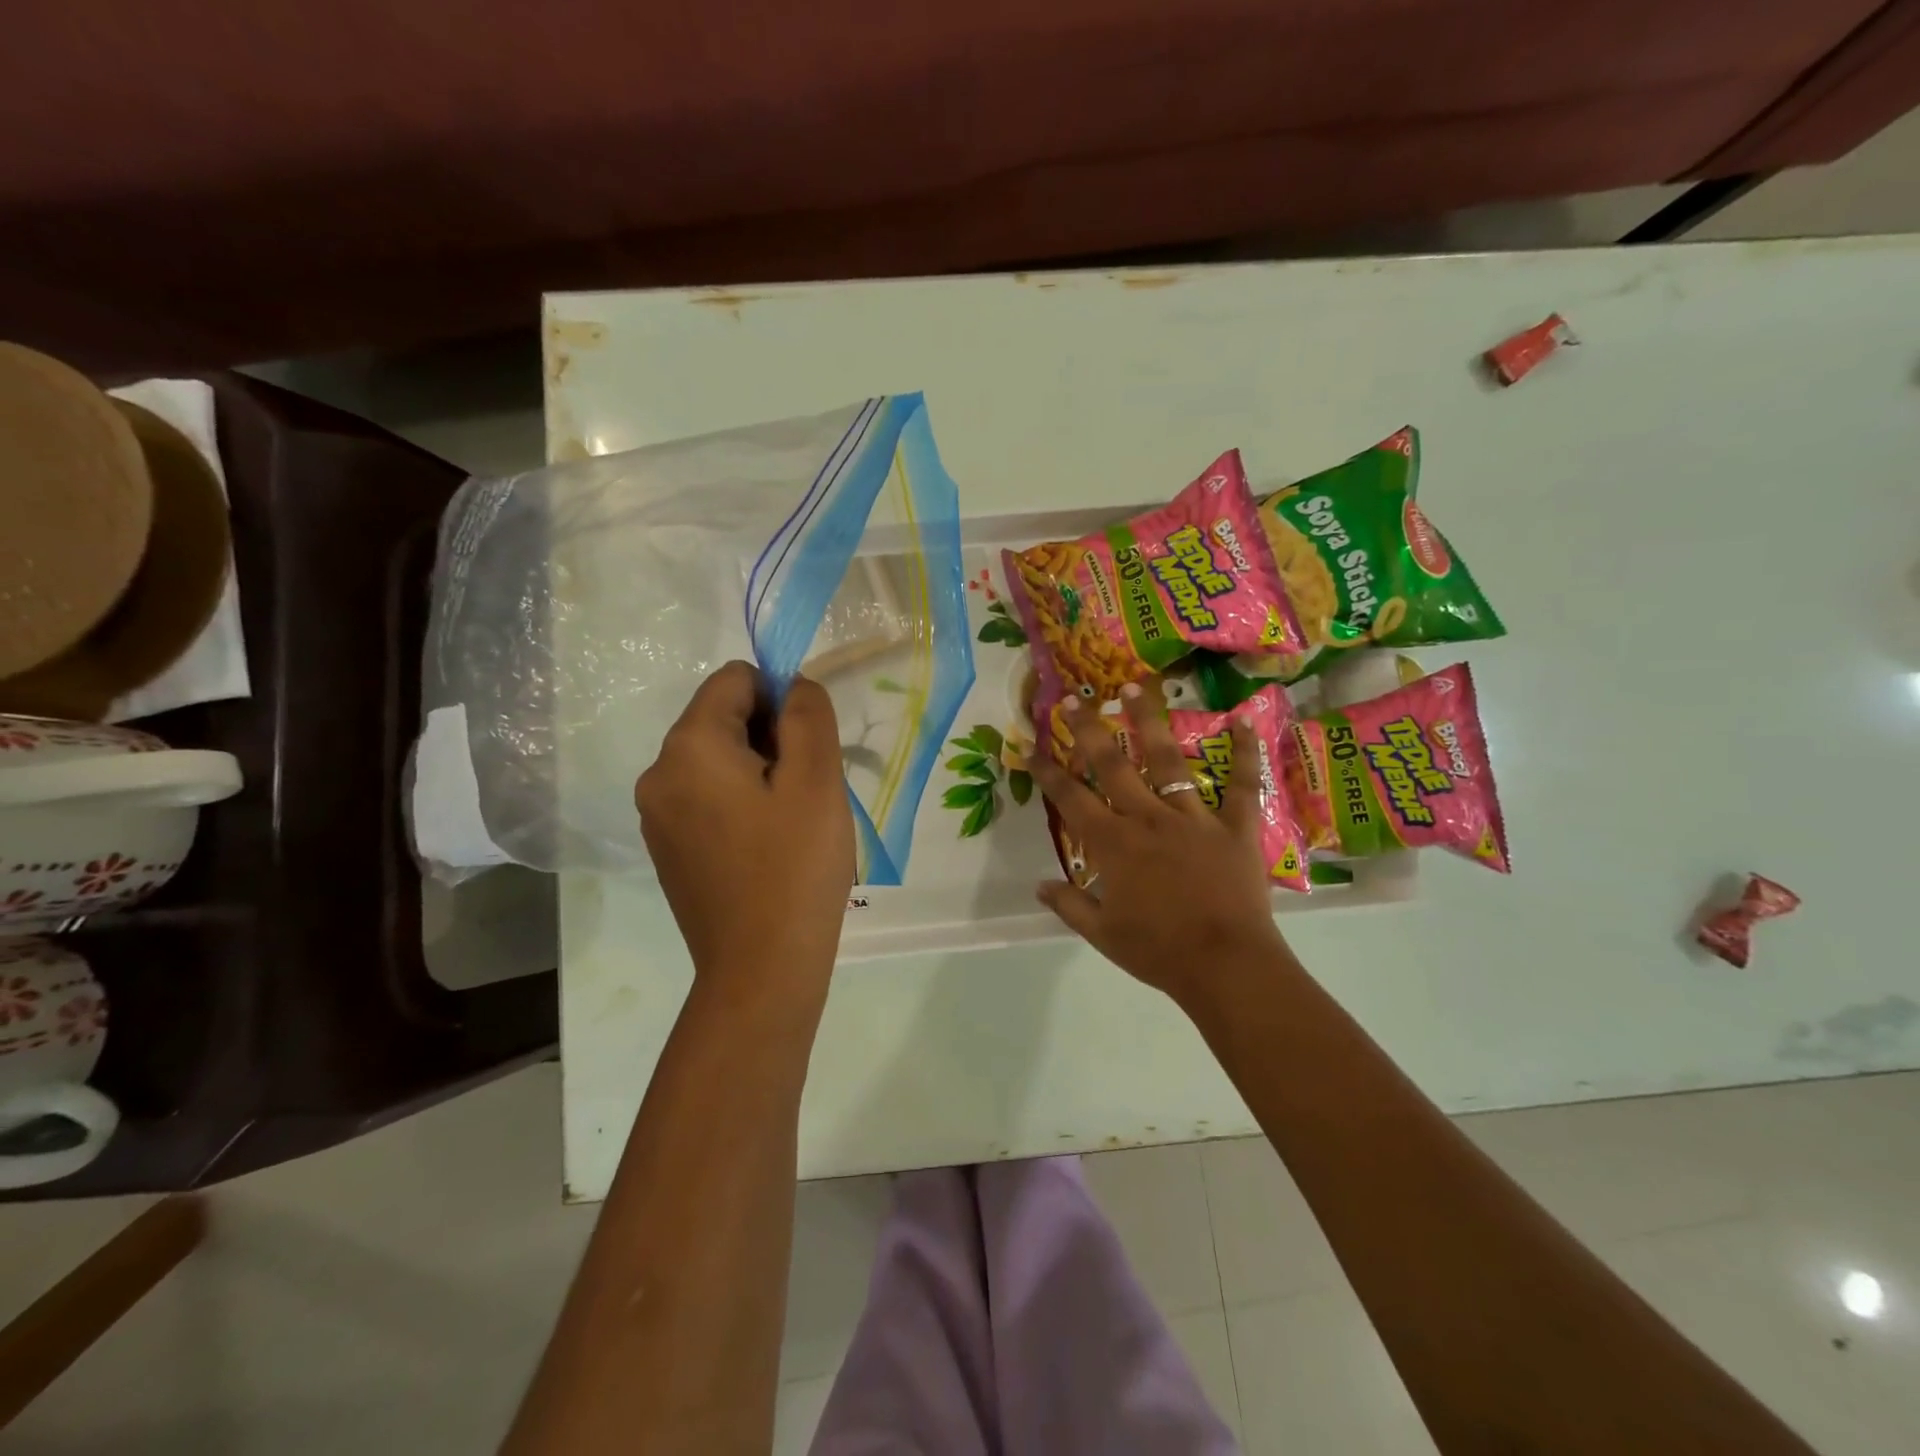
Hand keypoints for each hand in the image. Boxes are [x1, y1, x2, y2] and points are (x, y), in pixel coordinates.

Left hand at [637, 662, 853, 993]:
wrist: (761, 969)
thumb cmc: (795, 867)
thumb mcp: (816, 779)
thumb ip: (808, 714)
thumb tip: (793, 686)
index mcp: (688, 747)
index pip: (735, 680)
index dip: (781, 698)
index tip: (809, 749)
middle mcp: (658, 773)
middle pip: (722, 718)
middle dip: (771, 738)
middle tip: (805, 791)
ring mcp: (656, 815)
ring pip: (717, 760)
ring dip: (759, 771)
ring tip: (790, 822)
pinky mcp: (666, 848)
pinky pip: (706, 797)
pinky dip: (740, 802)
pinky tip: (767, 845)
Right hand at [1027, 686, 1286, 1006]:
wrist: (1225, 965)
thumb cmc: (1158, 951)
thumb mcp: (1102, 934)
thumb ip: (1068, 904)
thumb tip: (1039, 885)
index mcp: (1113, 844)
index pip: (1070, 798)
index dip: (1047, 770)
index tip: (1030, 745)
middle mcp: (1148, 818)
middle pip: (1112, 764)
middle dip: (1089, 728)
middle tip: (1074, 698)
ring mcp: (1194, 817)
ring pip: (1168, 760)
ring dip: (1148, 722)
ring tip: (1134, 687)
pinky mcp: (1235, 825)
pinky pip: (1242, 785)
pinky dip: (1245, 753)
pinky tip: (1242, 722)